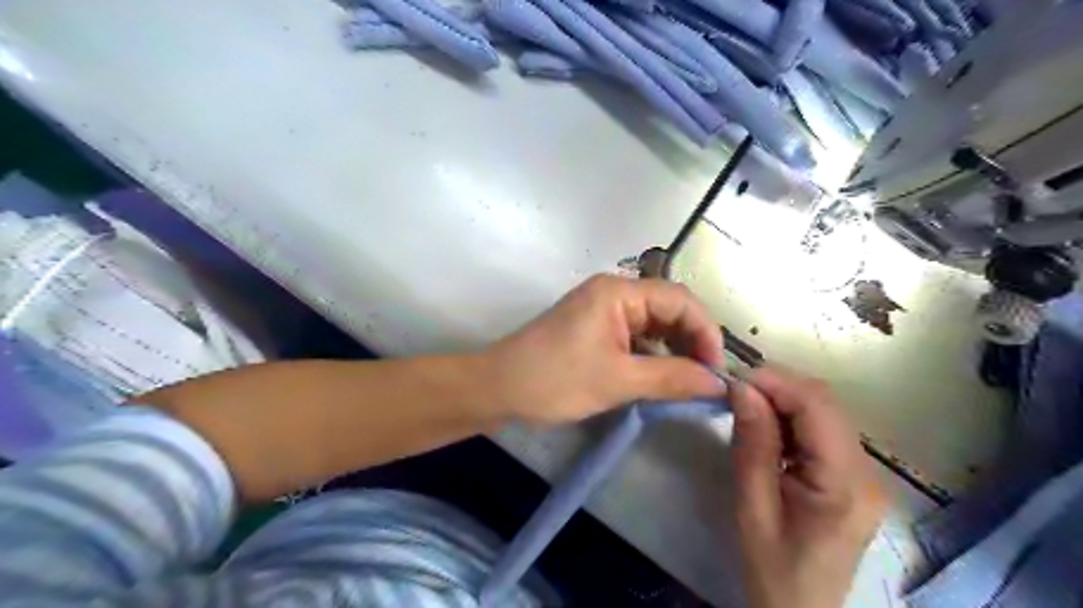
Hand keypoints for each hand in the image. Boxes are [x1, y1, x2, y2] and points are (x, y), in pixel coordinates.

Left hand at [484, 274, 721, 424]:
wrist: (498, 389)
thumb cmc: (555, 379)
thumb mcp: (617, 380)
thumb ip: (672, 378)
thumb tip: (719, 384)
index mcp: (618, 292)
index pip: (680, 300)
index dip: (705, 331)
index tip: (716, 370)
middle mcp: (613, 293)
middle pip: (669, 310)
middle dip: (691, 342)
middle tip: (705, 380)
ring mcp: (602, 311)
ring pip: (653, 326)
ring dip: (673, 352)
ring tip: (688, 384)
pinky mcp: (594, 330)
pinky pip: (635, 338)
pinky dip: (652, 357)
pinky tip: (661, 380)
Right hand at [726, 367, 888, 607]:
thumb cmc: (773, 569)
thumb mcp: (753, 507)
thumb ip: (752, 444)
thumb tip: (741, 388)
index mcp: (846, 485)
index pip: (818, 408)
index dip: (776, 382)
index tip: (733, 379)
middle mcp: (867, 473)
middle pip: (826, 404)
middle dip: (778, 387)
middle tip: (734, 393)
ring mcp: (865, 475)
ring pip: (825, 412)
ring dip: (783, 401)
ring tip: (745, 410)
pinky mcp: (853, 477)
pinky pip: (822, 430)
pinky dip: (791, 419)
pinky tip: (767, 430)